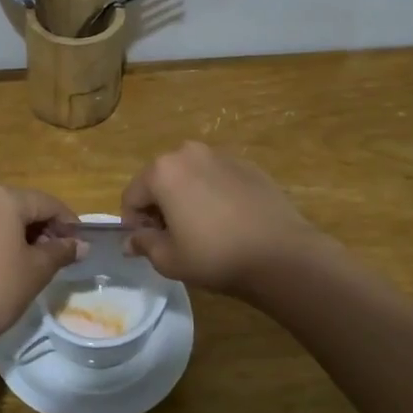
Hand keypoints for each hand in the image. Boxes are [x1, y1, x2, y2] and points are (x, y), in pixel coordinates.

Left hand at [0, 186, 85, 344]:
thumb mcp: (37, 269)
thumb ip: (61, 251)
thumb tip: (82, 245)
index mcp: (4, 198)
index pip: (47, 203)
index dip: (68, 223)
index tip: (82, 245)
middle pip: (26, 206)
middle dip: (47, 229)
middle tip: (62, 257)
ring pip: (6, 217)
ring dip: (27, 235)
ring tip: (41, 264)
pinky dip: (6, 240)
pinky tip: (14, 265)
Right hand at [121, 142, 329, 298]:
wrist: (281, 254)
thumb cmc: (215, 256)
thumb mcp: (169, 259)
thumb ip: (144, 244)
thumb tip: (130, 241)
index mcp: (162, 171)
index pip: (131, 196)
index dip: (134, 223)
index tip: (148, 244)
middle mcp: (188, 153)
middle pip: (159, 179)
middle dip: (159, 206)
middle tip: (173, 237)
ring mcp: (220, 155)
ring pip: (189, 176)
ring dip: (185, 197)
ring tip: (202, 228)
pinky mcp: (247, 165)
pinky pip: (216, 177)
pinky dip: (213, 194)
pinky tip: (228, 220)